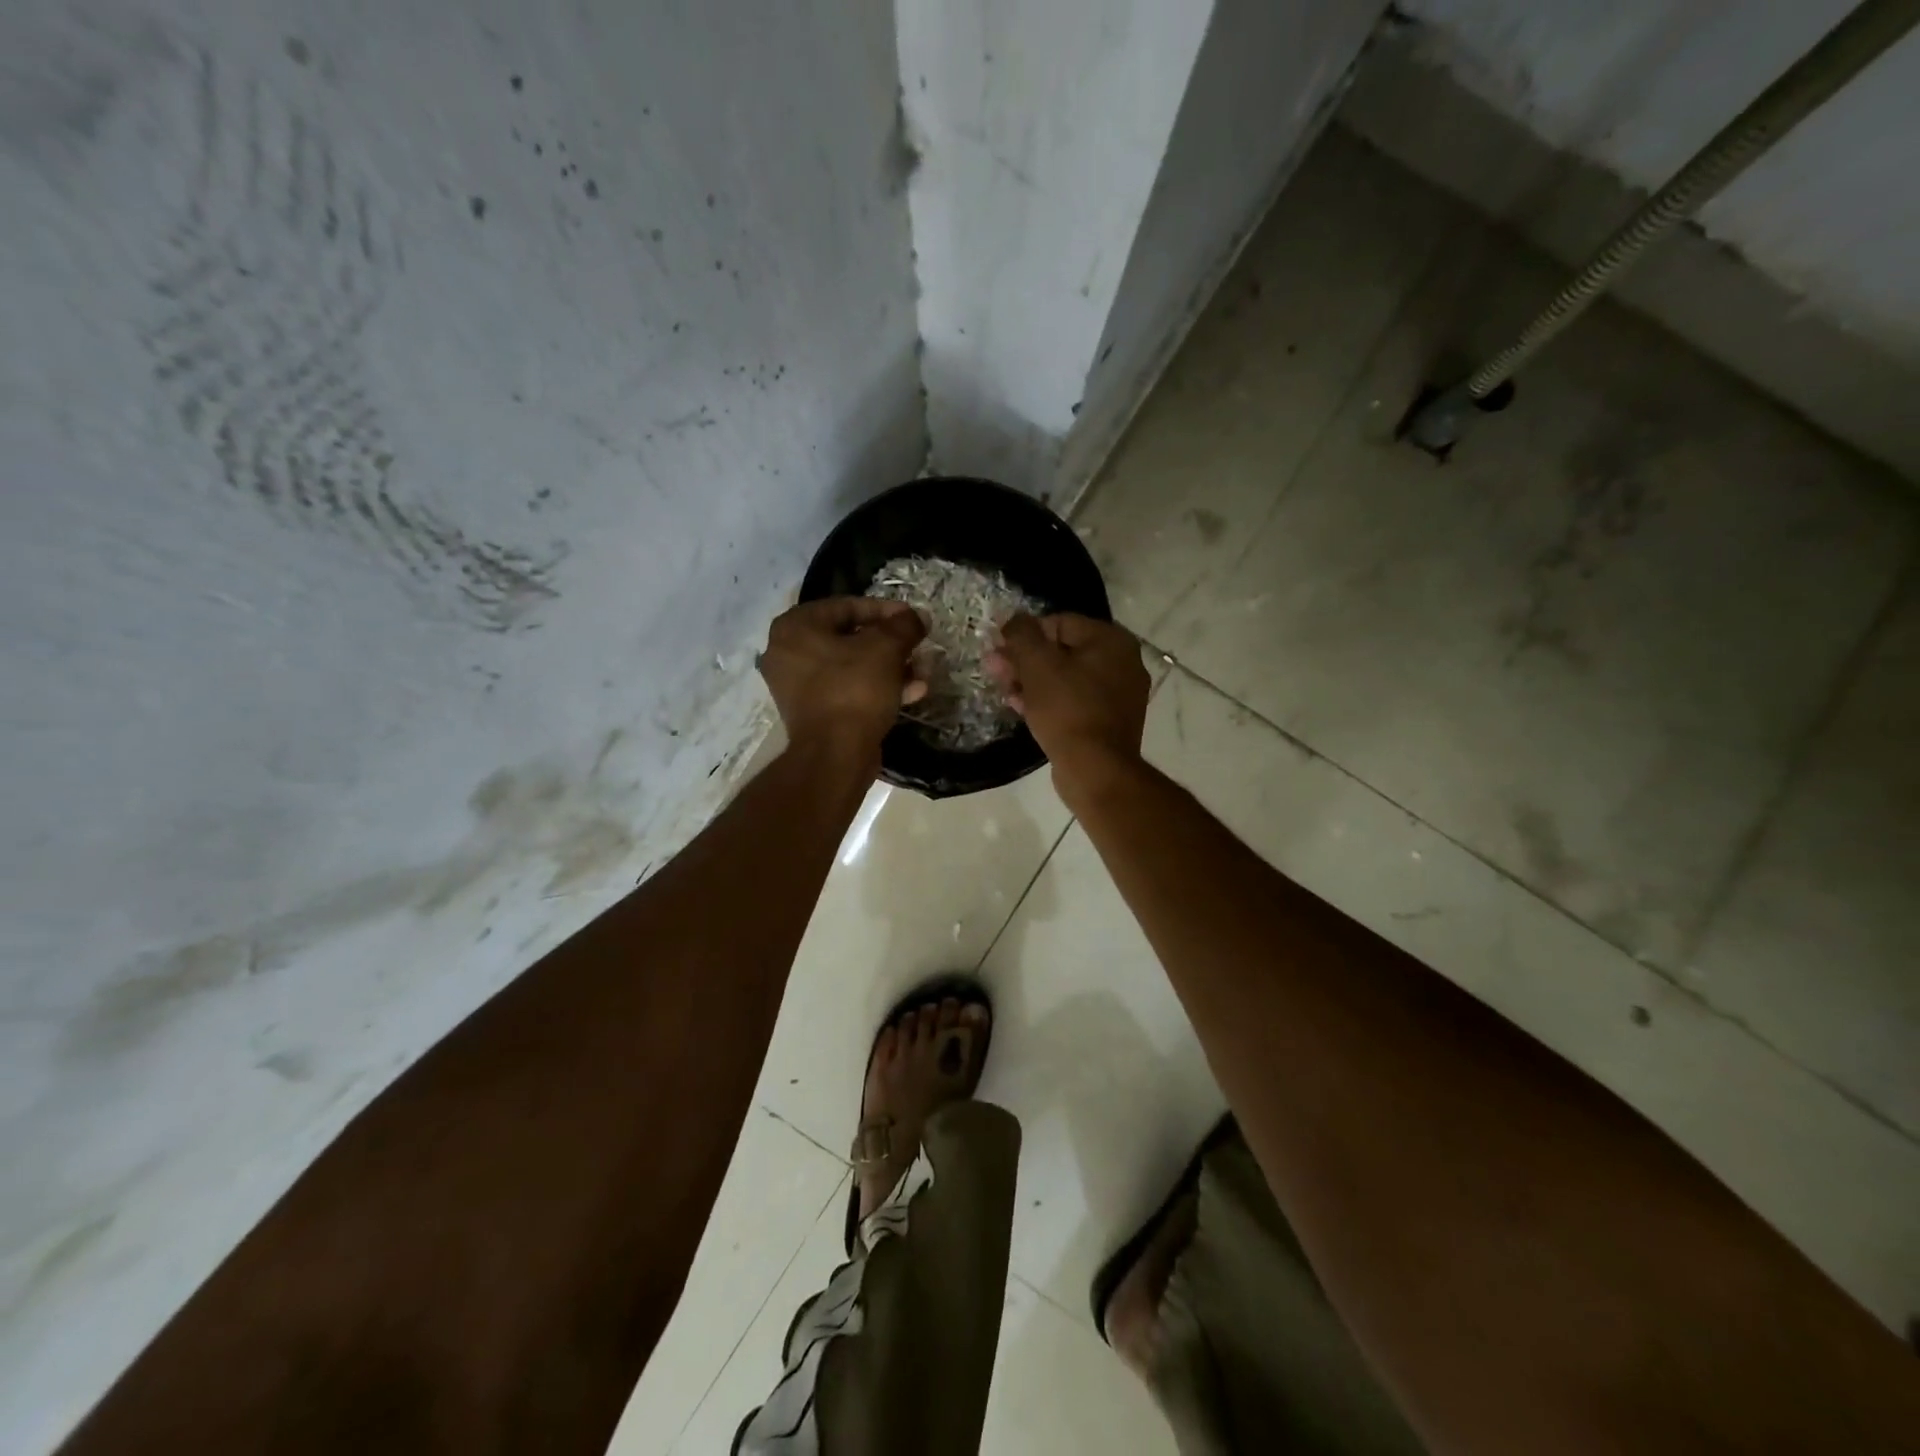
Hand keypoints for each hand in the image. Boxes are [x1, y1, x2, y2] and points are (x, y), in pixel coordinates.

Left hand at [759, 598, 927, 759]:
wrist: (835, 755)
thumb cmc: (855, 690)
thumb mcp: (886, 648)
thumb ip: (904, 625)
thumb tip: (918, 616)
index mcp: (795, 627)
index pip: (847, 606)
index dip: (886, 610)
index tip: (914, 619)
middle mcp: (788, 652)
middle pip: (850, 637)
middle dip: (891, 644)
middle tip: (918, 647)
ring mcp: (798, 685)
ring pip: (852, 666)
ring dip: (890, 668)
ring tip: (922, 673)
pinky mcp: (813, 712)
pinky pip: (848, 689)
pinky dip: (877, 688)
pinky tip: (912, 693)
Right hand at [986, 613, 1149, 801]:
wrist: (1095, 769)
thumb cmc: (1067, 710)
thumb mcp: (1037, 665)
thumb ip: (1022, 634)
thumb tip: (1012, 619)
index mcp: (1112, 641)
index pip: (1059, 622)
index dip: (1024, 634)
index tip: (999, 649)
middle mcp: (1123, 662)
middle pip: (1063, 651)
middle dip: (1025, 659)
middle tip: (995, 669)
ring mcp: (1118, 694)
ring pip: (1066, 678)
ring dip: (1032, 681)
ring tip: (1003, 689)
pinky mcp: (1108, 721)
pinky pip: (1073, 701)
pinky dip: (1048, 701)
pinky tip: (1020, 707)